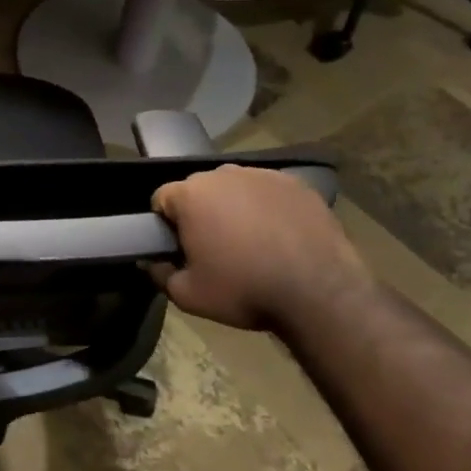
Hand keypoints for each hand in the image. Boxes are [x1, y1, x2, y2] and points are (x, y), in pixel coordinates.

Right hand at [148, 166, 369, 331]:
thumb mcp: (188, 295)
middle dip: (201, 213)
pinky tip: (280, 236)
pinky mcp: (298, 184)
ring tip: (251, 243)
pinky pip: (270, 192)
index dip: (166, 225)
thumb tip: (150, 262)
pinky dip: (269, 208)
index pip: (162, 199)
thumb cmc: (244, 291)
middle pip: (199, 190)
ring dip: (235, 208)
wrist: (319, 293)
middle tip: (215, 248)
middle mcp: (224, 174)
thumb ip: (159, 274)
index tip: (181, 249)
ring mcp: (264, 175)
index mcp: (191, 194)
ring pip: (236, 188)